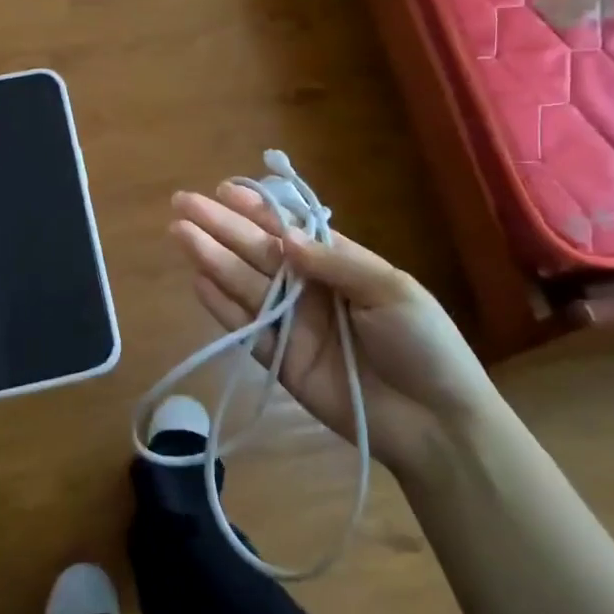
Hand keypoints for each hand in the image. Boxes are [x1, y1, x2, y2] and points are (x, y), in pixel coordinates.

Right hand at [169, 184, 489, 478]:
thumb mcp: (390, 289)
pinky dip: (221, 307)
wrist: (435, 422)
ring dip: (211, 258)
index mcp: (339, 264)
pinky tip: (197, 281)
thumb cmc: (423, 344)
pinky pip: (246, 329)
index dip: (257, 209)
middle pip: (257, 252)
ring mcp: (292, 325)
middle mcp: (309, 288)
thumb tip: (283, 237)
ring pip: (244, 284)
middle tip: (183, 203)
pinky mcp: (281, 362)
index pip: (288, 229)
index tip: (225, 190)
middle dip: (221, 226)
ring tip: (179, 232)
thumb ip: (334, 261)